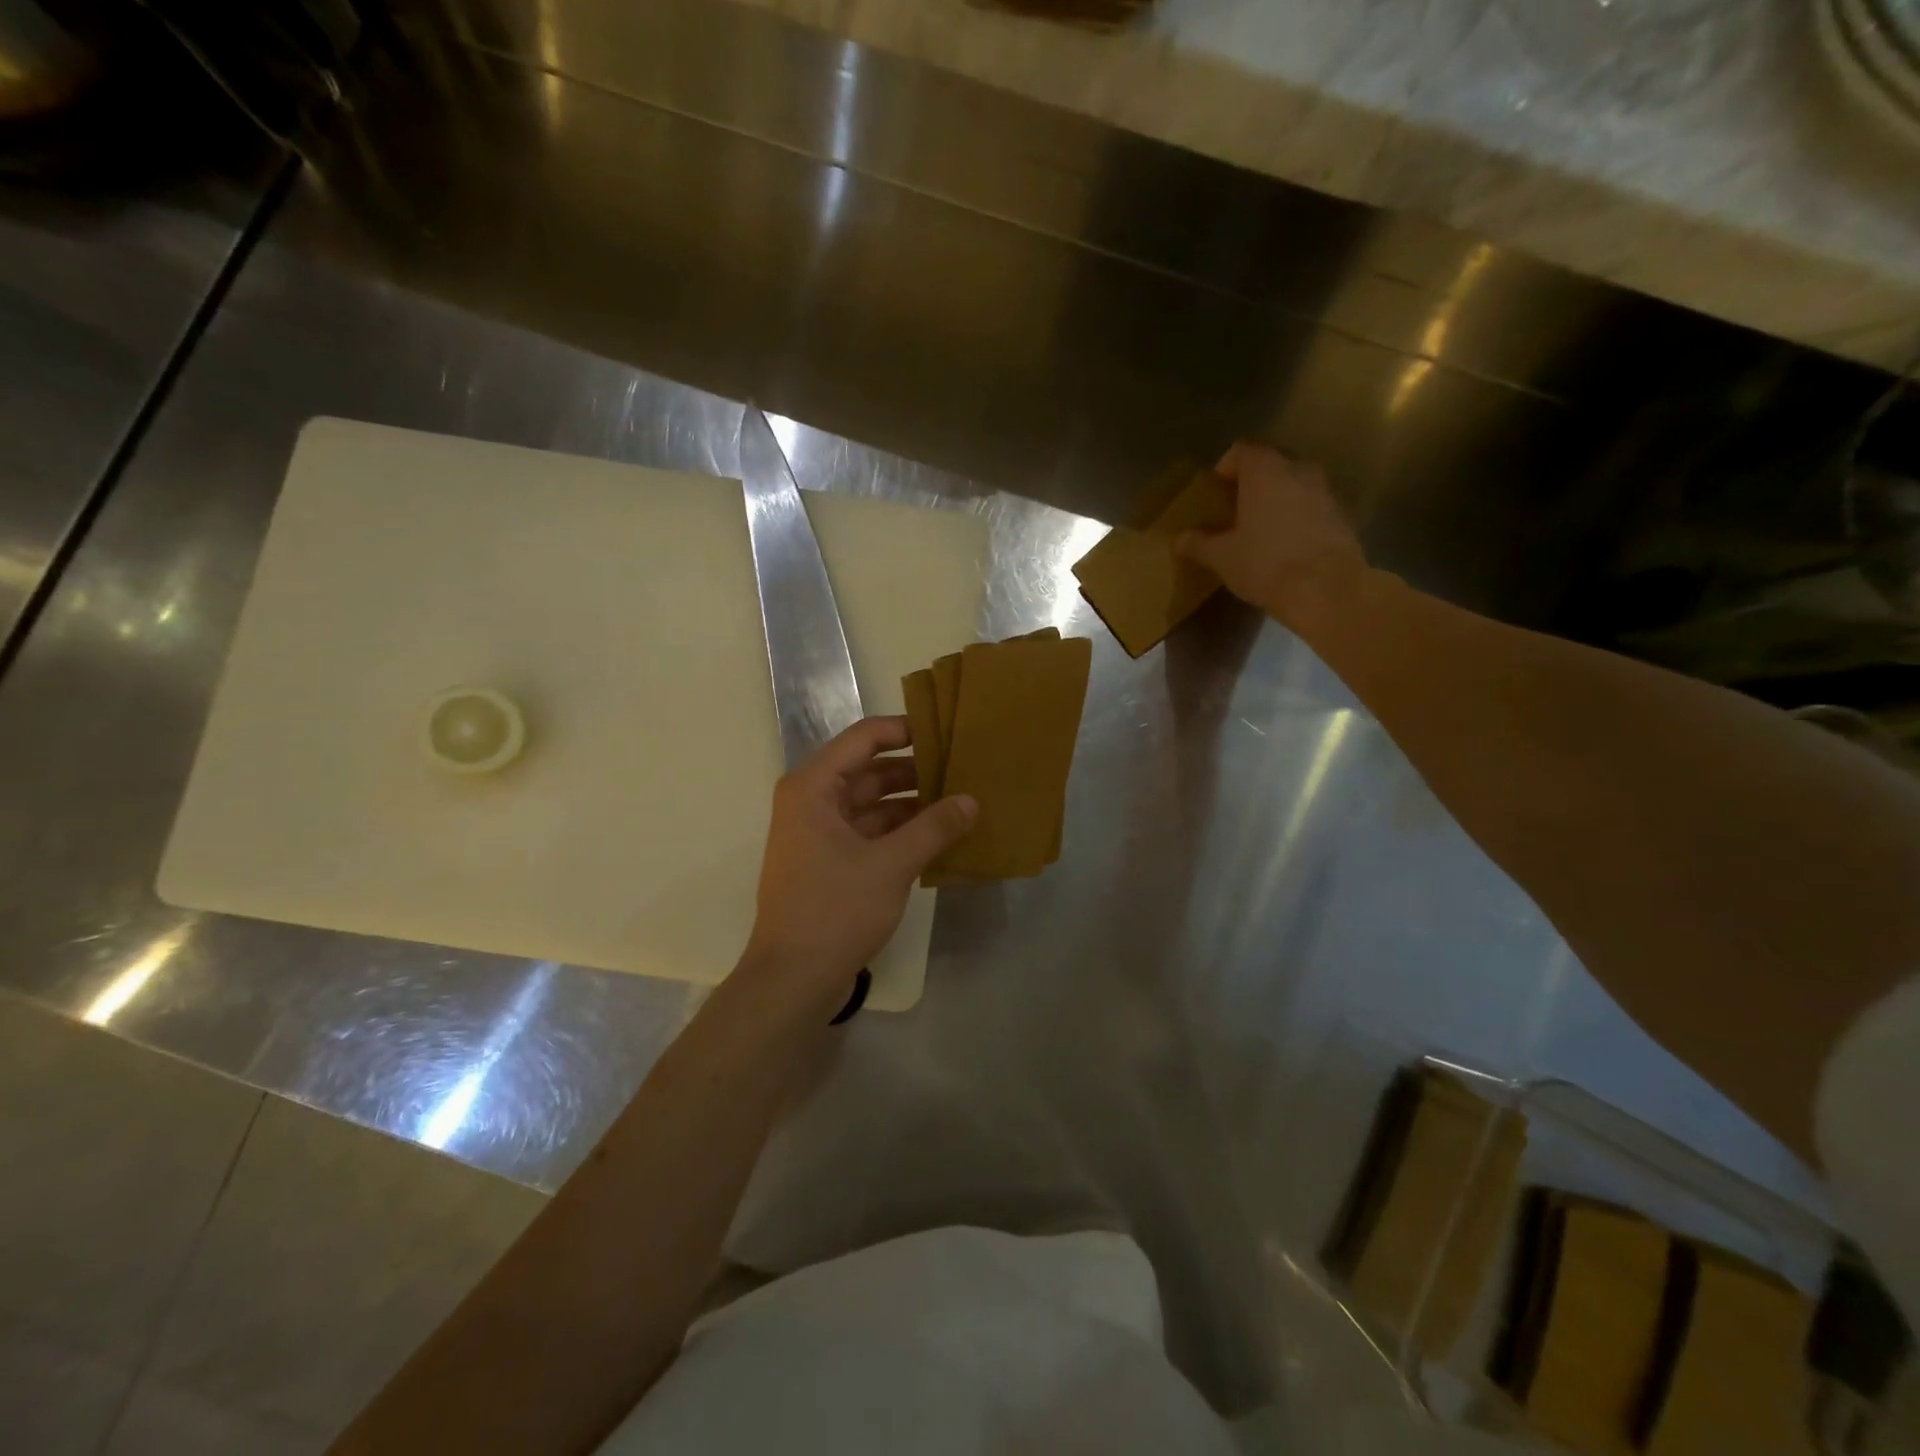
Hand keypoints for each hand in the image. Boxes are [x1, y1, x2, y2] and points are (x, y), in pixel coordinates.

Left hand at [742, 716, 976, 1003]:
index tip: (946, 732)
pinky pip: (869, 832)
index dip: (904, 730)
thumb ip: (934, 828)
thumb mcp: (891, 864)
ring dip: (910, 803)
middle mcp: (811, 801)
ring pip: (871, 803)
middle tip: (962, 768)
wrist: (793, 979)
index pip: (863, 738)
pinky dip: (900, 831)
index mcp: (813, 787)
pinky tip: (938, 836)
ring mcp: (819, 833)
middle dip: (914, 770)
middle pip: (868, 770)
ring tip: (958, 801)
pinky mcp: (829, 862)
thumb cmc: (835, 910)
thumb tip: (972, 801)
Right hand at [1175, 443, 1366, 627]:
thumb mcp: (1222, 558)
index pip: (1242, 451)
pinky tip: (1285, 544)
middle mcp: (1298, 471)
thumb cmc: (1266, 564)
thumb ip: (1198, 544)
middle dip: (1253, 481)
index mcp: (1265, 473)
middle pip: (1272, 464)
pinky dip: (1297, 516)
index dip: (1225, 467)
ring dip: (1277, 498)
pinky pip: (1312, 506)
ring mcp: (1325, 492)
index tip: (1215, 490)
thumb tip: (1178, 540)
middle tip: (1235, 508)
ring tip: (1260, 527)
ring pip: (1295, 484)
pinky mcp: (1341, 516)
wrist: (1327, 590)